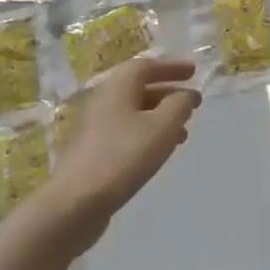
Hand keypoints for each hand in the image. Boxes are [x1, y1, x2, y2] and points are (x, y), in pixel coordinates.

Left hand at [47, 57, 200, 247]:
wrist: (75, 202)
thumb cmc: (123, 157)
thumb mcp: (162, 127)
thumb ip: (179, 105)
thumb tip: (186, 94)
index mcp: (117, 87)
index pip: (146, 66)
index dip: (171, 67)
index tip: (194, 72)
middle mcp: (102, 100)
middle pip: (138, 88)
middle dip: (168, 92)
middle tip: (192, 102)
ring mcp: (93, 127)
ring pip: (133, 112)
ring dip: (160, 116)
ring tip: (183, 132)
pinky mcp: (91, 151)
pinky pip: (125, 131)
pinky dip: (146, 133)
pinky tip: (159, 151)